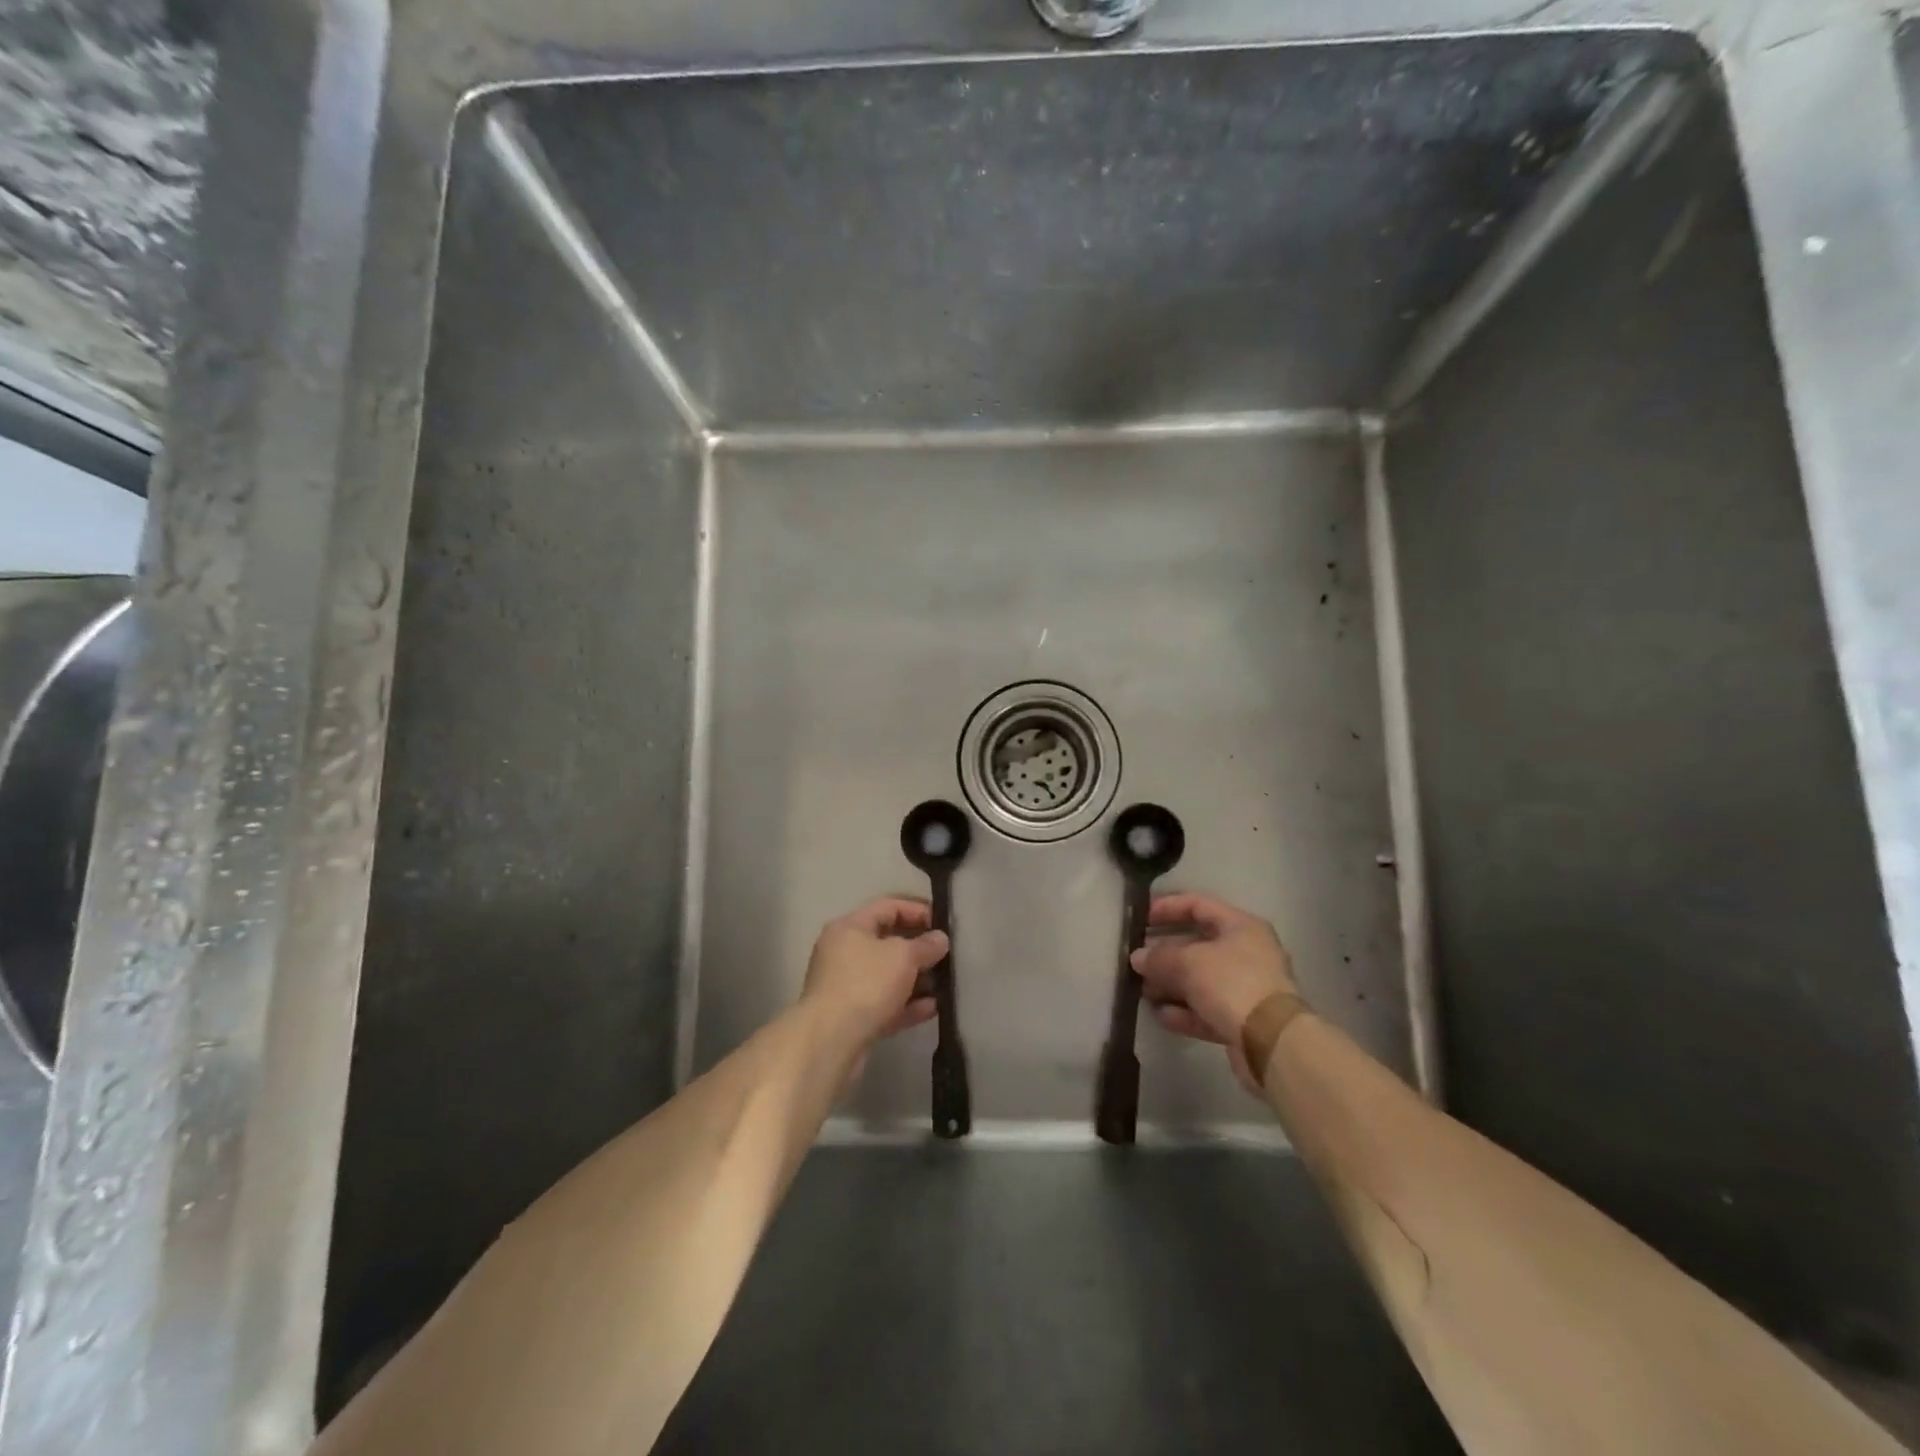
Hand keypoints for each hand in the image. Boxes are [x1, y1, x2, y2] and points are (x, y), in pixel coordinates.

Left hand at [800, 898, 948, 1049]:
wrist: (831, 1039)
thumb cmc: (866, 983)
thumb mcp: (903, 956)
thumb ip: (925, 945)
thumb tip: (940, 939)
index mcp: (850, 927)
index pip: (888, 907)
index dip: (917, 910)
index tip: (943, 923)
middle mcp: (844, 952)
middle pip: (887, 943)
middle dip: (919, 949)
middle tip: (946, 956)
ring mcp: (846, 986)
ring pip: (887, 976)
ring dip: (916, 980)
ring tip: (944, 984)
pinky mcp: (852, 1017)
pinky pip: (885, 1004)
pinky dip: (907, 1004)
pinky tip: (933, 1008)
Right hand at [1132, 892, 1298, 1087]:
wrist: (1272, 1042)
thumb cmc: (1232, 983)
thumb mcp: (1188, 962)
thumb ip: (1158, 957)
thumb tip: (1137, 958)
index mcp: (1241, 926)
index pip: (1198, 904)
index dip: (1167, 907)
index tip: (1141, 917)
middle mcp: (1246, 953)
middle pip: (1197, 945)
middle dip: (1164, 953)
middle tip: (1136, 959)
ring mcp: (1245, 988)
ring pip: (1200, 980)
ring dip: (1170, 984)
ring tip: (1141, 990)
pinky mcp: (1242, 1020)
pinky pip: (1206, 1009)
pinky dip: (1183, 1011)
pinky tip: (1160, 1015)